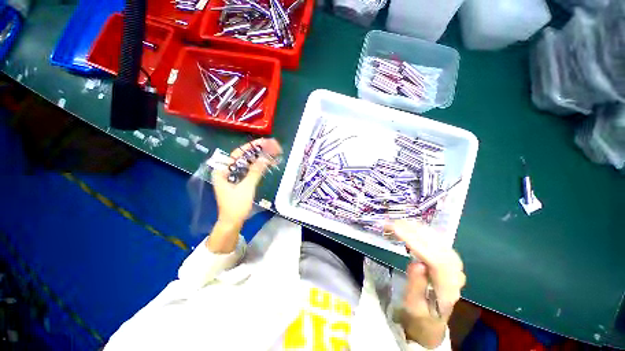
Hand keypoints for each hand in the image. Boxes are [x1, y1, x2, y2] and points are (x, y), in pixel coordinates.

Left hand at [211, 138, 281, 229]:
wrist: (233, 222)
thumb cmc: (236, 205)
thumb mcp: (246, 187)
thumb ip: (255, 171)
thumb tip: (265, 157)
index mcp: (223, 170)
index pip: (238, 154)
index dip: (251, 147)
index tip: (264, 142)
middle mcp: (227, 171)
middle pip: (244, 157)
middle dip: (258, 152)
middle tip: (272, 146)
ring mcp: (234, 176)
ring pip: (248, 163)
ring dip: (261, 158)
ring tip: (273, 153)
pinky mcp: (240, 182)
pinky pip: (250, 171)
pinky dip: (259, 167)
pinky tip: (269, 163)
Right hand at [390, 220, 465, 347]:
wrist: (433, 321)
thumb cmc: (420, 316)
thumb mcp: (414, 308)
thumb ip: (416, 287)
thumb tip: (416, 263)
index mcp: (447, 290)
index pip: (435, 260)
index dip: (416, 242)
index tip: (396, 230)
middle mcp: (456, 275)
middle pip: (439, 247)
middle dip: (414, 232)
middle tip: (393, 223)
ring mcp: (455, 267)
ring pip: (440, 242)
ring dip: (419, 229)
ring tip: (399, 222)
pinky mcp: (449, 261)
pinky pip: (439, 242)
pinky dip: (424, 231)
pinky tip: (413, 226)